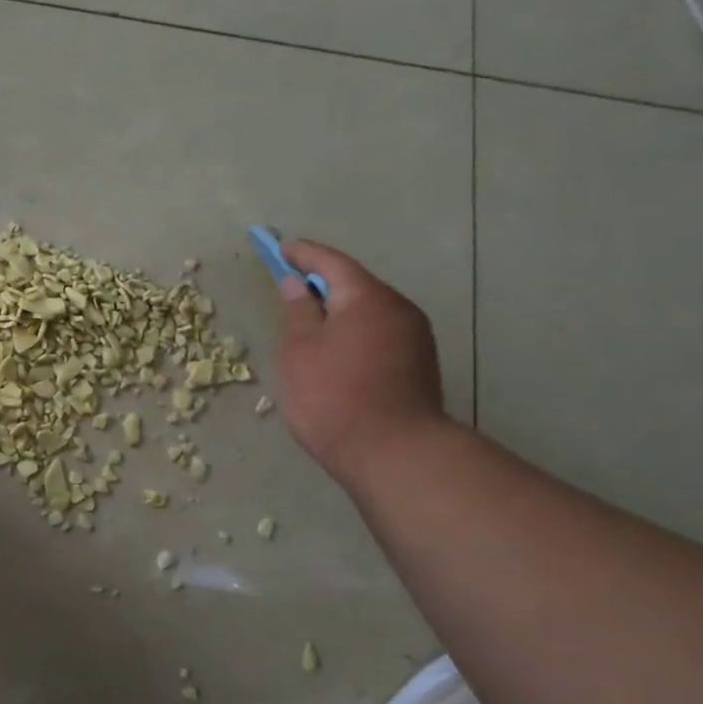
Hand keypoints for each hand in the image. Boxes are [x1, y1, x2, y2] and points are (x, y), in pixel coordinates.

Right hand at [276, 239, 445, 480]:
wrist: (394, 455)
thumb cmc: (333, 397)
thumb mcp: (299, 351)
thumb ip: (298, 311)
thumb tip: (299, 285)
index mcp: (367, 297)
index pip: (331, 262)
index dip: (303, 254)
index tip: (282, 248)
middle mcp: (399, 309)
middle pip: (355, 286)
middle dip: (323, 284)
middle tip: (293, 289)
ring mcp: (416, 338)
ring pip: (370, 312)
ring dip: (341, 312)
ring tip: (312, 326)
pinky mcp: (420, 366)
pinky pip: (380, 335)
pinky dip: (356, 334)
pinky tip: (338, 354)